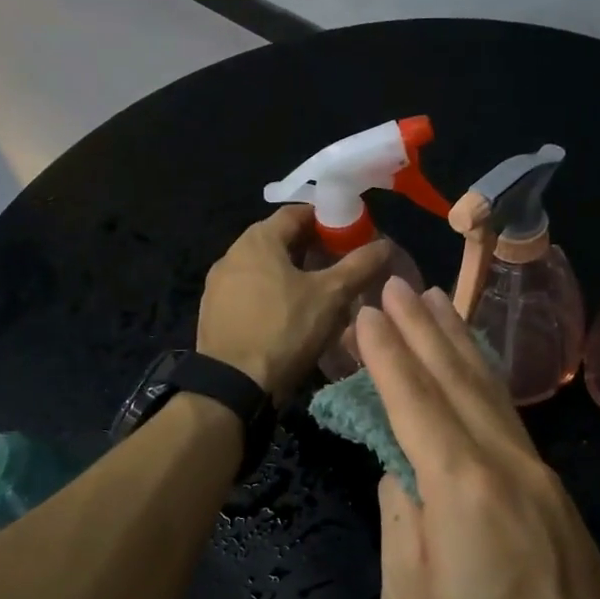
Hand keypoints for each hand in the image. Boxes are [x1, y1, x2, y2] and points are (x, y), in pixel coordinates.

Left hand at [197, 207, 389, 403]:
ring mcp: (218, 285)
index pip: (297, 213)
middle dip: (312, 249)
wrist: (232, 385)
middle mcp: (232, 254)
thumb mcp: (330, 296)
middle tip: (341, 267)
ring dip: (292, 274)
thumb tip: (385, 244)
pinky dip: (273, 295)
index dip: (327, 220)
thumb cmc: (284, 330)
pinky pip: (250, 293)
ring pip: (264, 269)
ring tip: (320, 295)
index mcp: (258, 240)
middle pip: (280, 241)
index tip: (351, 236)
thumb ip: (359, 266)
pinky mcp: (214, 312)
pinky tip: (290, 318)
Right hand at [356, 278, 599, 598]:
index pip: (415, 402)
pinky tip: (477, 370)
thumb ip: (400, 521)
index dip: (389, 354)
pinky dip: (487, 384)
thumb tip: (399, 471)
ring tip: (439, 302)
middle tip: (399, 285)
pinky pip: (512, 422)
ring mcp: (541, 480)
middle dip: (425, 330)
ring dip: (461, 345)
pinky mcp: (558, 499)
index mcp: (463, 491)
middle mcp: (508, 468)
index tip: (368, 311)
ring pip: (493, 395)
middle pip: (459, 382)